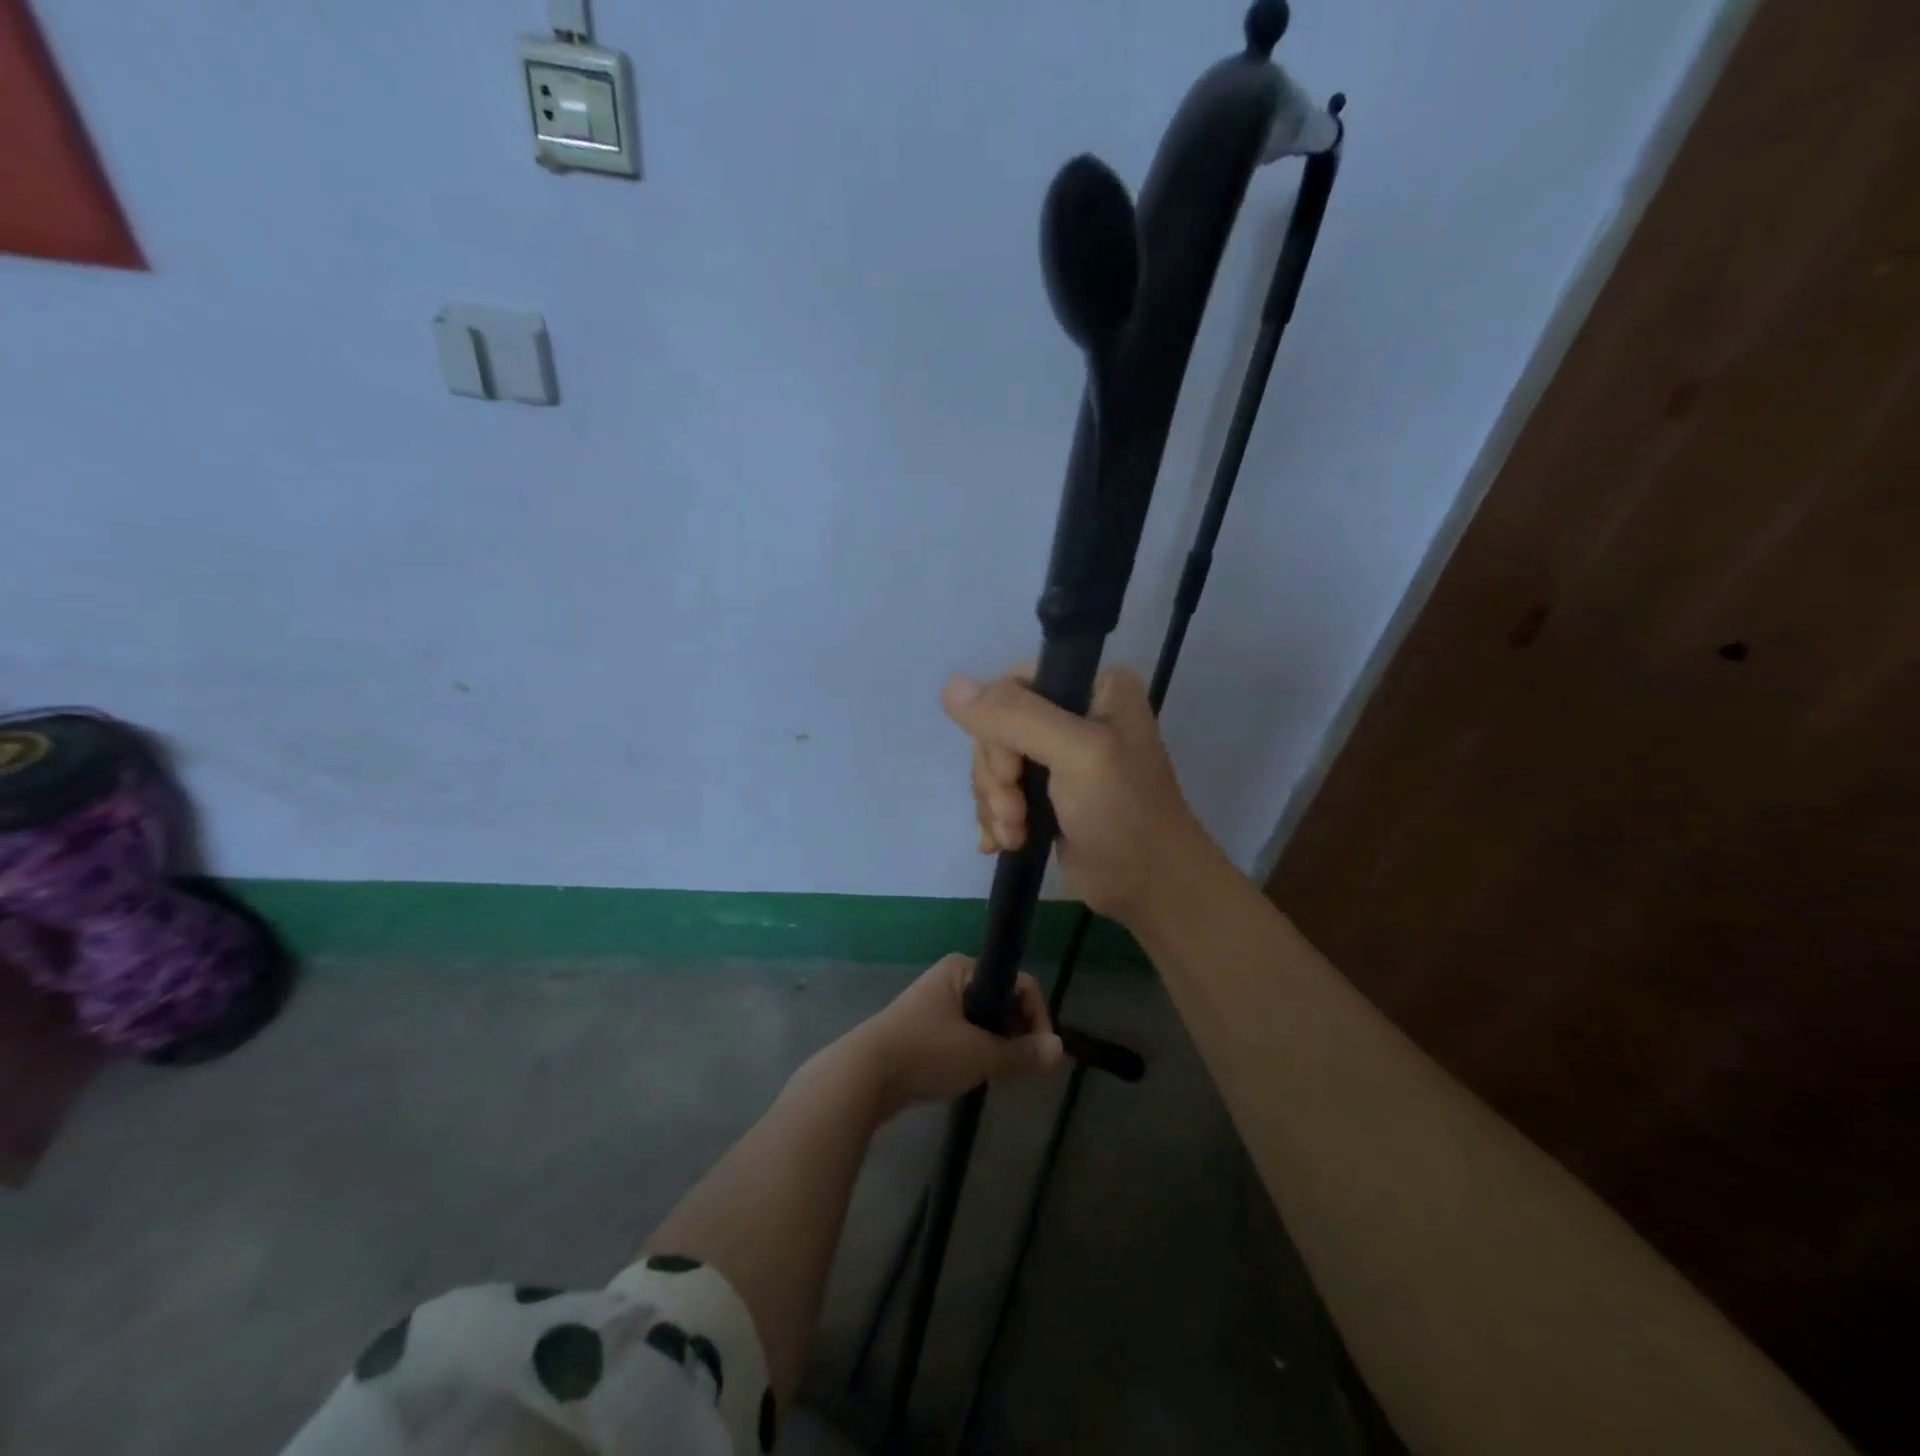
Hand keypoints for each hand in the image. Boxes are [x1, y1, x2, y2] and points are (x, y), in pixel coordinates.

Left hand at [851, 954, 1062, 1116]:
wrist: (863, 1076)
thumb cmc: (926, 1052)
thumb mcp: (981, 1054)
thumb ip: (1022, 1053)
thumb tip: (1059, 1050)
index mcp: (962, 969)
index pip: (1018, 983)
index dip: (1036, 1016)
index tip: (1039, 1052)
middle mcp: (949, 979)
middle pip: (1001, 1001)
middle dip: (1015, 1033)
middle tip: (1019, 1066)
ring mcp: (934, 1005)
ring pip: (982, 1021)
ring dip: (995, 1045)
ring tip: (998, 1074)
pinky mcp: (922, 1030)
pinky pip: (963, 1035)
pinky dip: (974, 1053)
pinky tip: (973, 1077)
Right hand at [942, 665, 1211, 928]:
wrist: (1147, 886)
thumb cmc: (1122, 812)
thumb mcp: (1076, 754)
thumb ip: (1015, 717)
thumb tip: (948, 686)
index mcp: (1091, 685)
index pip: (1013, 686)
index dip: (998, 731)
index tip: (1013, 774)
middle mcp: (1073, 711)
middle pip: (996, 728)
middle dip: (997, 778)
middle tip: (1015, 816)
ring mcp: (1057, 754)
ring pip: (992, 763)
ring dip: (994, 804)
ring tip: (1015, 835)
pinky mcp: (1045, 791)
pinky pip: (997, 790)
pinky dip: (993, 818)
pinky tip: (1002, 843)